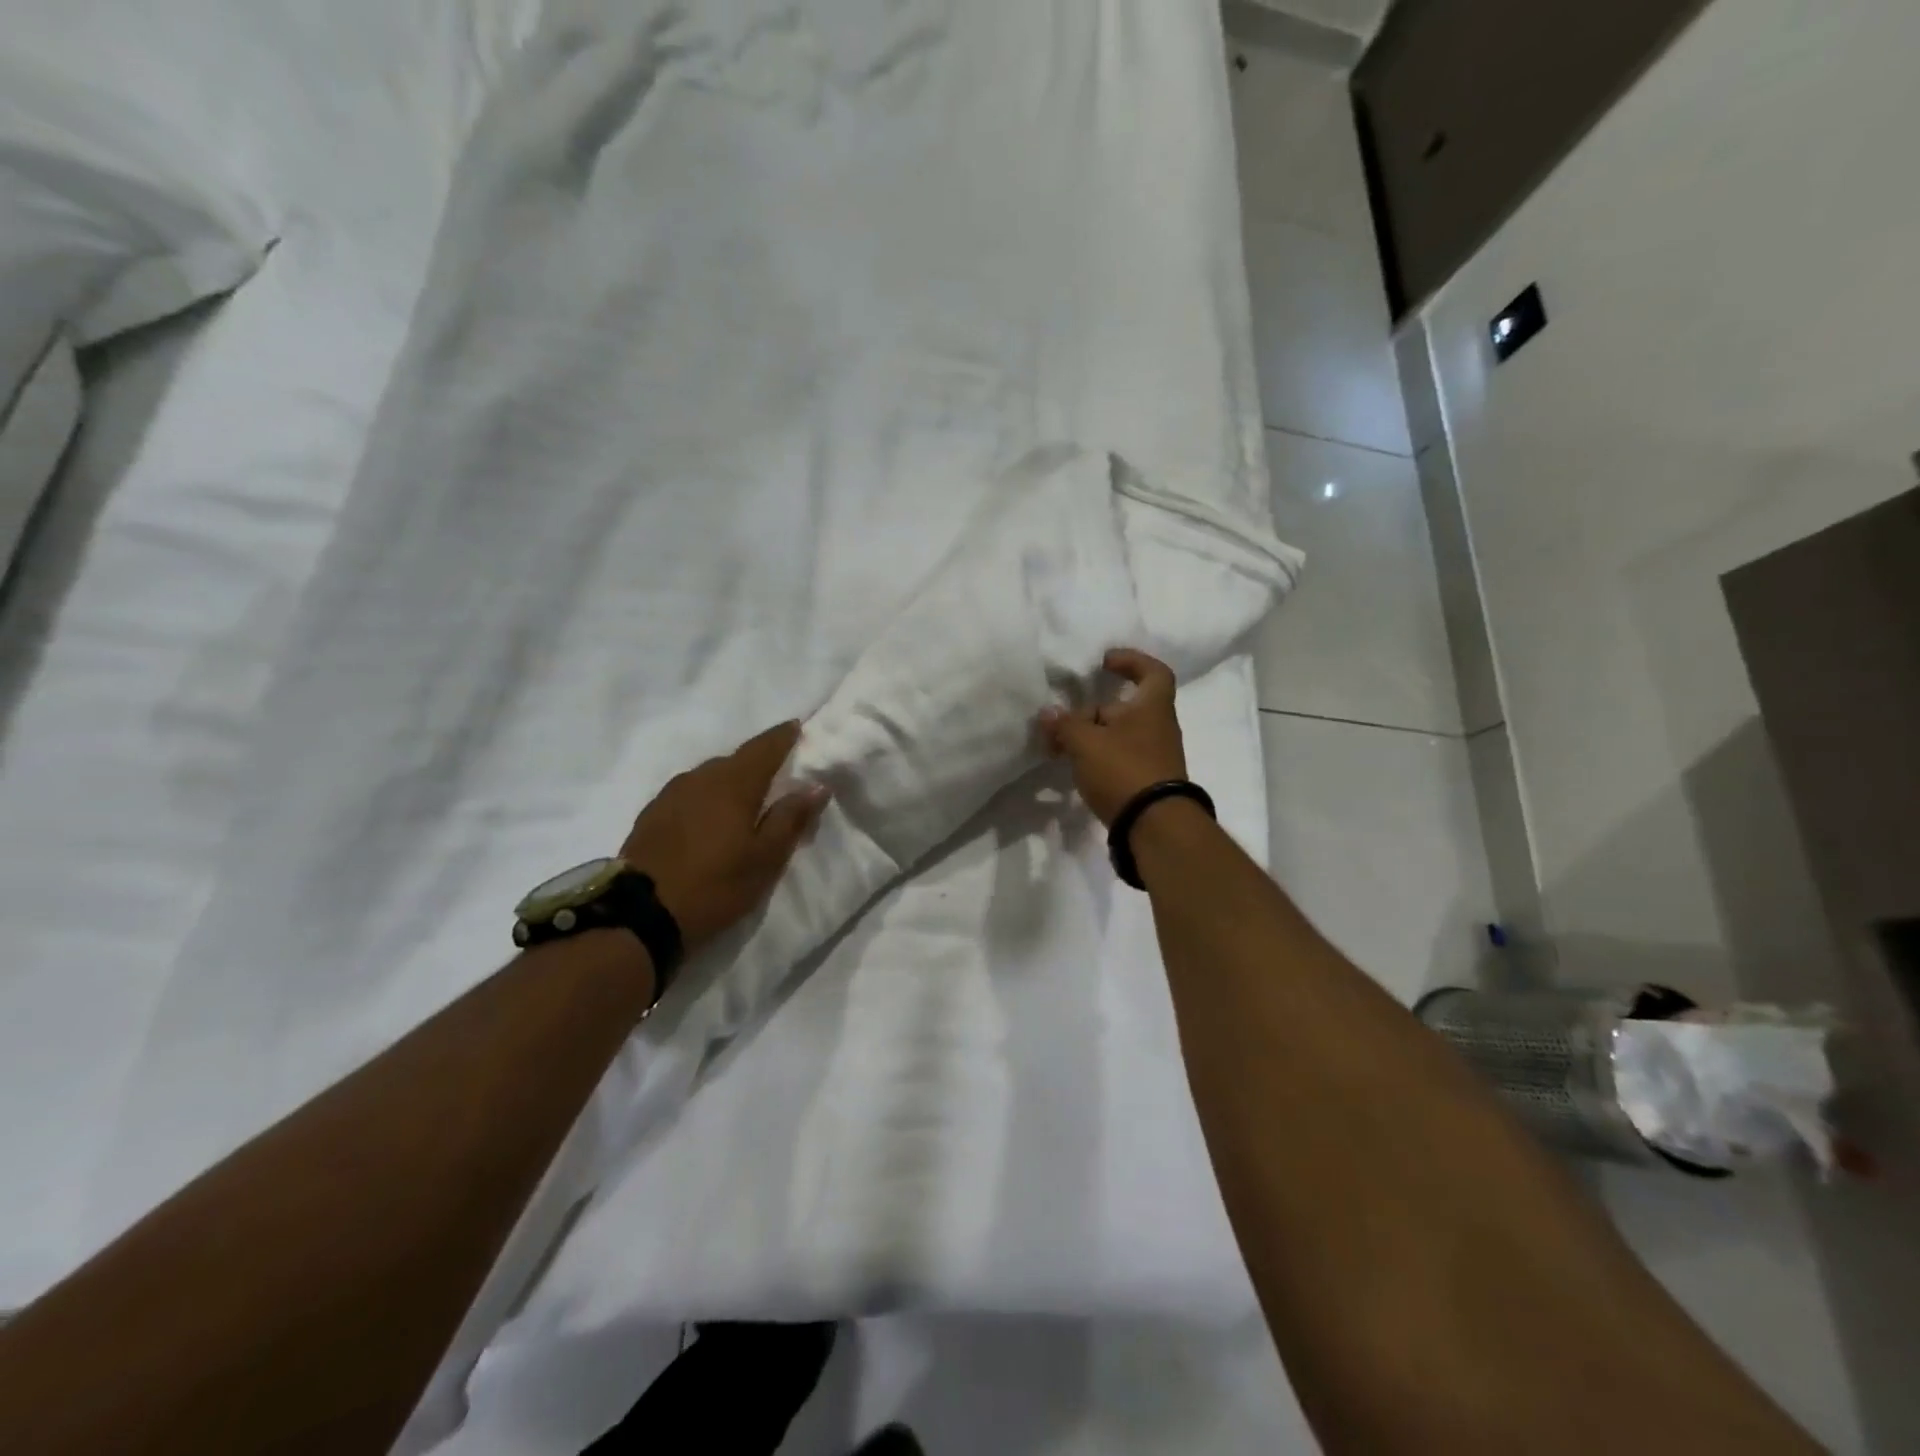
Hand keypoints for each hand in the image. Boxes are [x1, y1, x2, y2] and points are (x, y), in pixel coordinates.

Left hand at [620, 721, 828, 955]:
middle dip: (758, 762)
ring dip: (730, 781)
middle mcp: (701, 777)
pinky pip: (690, 793)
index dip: (783, 736)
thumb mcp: (764, 859)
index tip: (796, 727)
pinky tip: (709, 818)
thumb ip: (791, 819)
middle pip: (736, 760)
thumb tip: (816, 785)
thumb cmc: (714, 885)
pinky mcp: (652, 813)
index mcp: (733, 783)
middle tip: (777, 777)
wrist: (638, 915)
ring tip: (744, 801)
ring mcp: (671, 793)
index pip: (764, 747)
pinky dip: (707, 797)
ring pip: (710, 776)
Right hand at [1036, 648, 1187, 825]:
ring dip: (1090, 738)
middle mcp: (1158, 727)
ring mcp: (1154, 756)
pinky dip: (1097, 758)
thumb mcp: (1086, 743)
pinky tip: (1076, 769)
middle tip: (1061, 724)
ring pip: (1118, 736)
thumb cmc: (1124, 770)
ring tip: (1060, 749)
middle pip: (1124, 708)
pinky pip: (1119, 758)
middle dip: (1091, 711)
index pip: (1153, 672)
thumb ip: (1065, 725)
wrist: (1154, 826)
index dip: (1131, 661)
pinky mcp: (1146, 781)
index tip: (1105, 662)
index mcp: (1152, 707)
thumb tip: (1048, 713)